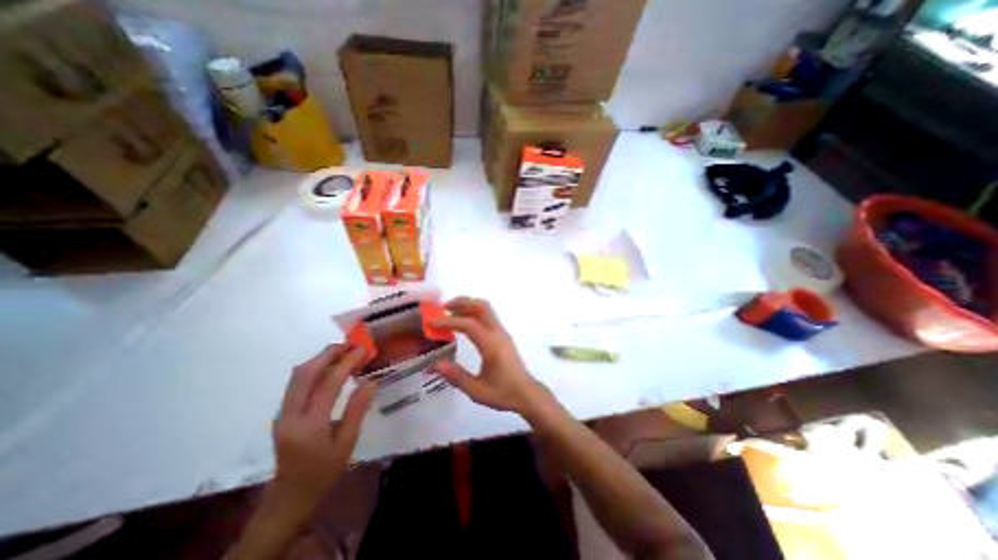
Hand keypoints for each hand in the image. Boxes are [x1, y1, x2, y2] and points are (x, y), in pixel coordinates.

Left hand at [272, 345, 376, 516]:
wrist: (289, 496)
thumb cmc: (324, 471)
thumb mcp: (347, 442)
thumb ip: (358, 409)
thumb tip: (371, 380)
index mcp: (309, 427)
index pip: (328, 385)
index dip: (347, 363)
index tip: (363, 350)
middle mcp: (289, 416)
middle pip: (305, 374)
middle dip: (328, 354)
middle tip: (351, 345)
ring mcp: (281, 413)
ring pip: (297, 375)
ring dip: (320, 358)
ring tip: (343, 351)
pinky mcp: (282, 412)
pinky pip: (296, 382)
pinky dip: (314, 368)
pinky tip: (330, 366)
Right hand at [430, 299, 552, 418]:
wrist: (527, 393)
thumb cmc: (503, 393)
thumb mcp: (477, 390)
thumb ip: (456, 376)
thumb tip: (435, 363)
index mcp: (492, 346)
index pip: (469, 325)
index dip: (449, 321)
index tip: (432, 322)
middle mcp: (498, 333)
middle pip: (481, 307)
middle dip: (461, 303)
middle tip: (443, 308)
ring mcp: (502, 332)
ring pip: (486, 308)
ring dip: (468, 305)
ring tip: (451, 313)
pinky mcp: (503, 335)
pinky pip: (488, 315)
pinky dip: (474, 312)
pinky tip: (463, 323)